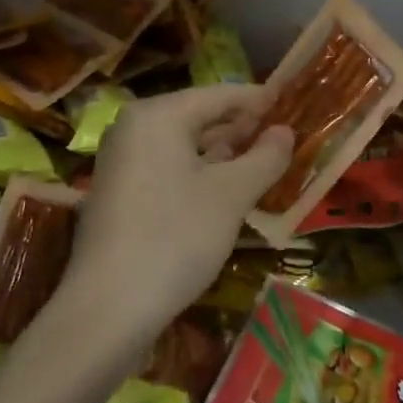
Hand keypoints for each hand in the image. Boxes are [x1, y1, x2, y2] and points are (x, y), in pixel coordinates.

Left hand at [59, 86, 291, 346]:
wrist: (109, 308)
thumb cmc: (176, 237)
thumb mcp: (232, 195)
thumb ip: (264, 157)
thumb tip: (285, 130)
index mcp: (157, 116)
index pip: (219, 95)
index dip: (258, 99)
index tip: (292, 102)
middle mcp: (133, 129)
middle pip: (198, 118)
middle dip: (241, 128)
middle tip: (284, 135)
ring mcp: (121, 163)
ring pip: (183, 147)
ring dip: (223, 154)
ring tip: (264, 161)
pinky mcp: (119, 194)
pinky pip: (168, 169)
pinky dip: (199, 173)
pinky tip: (227, 191)